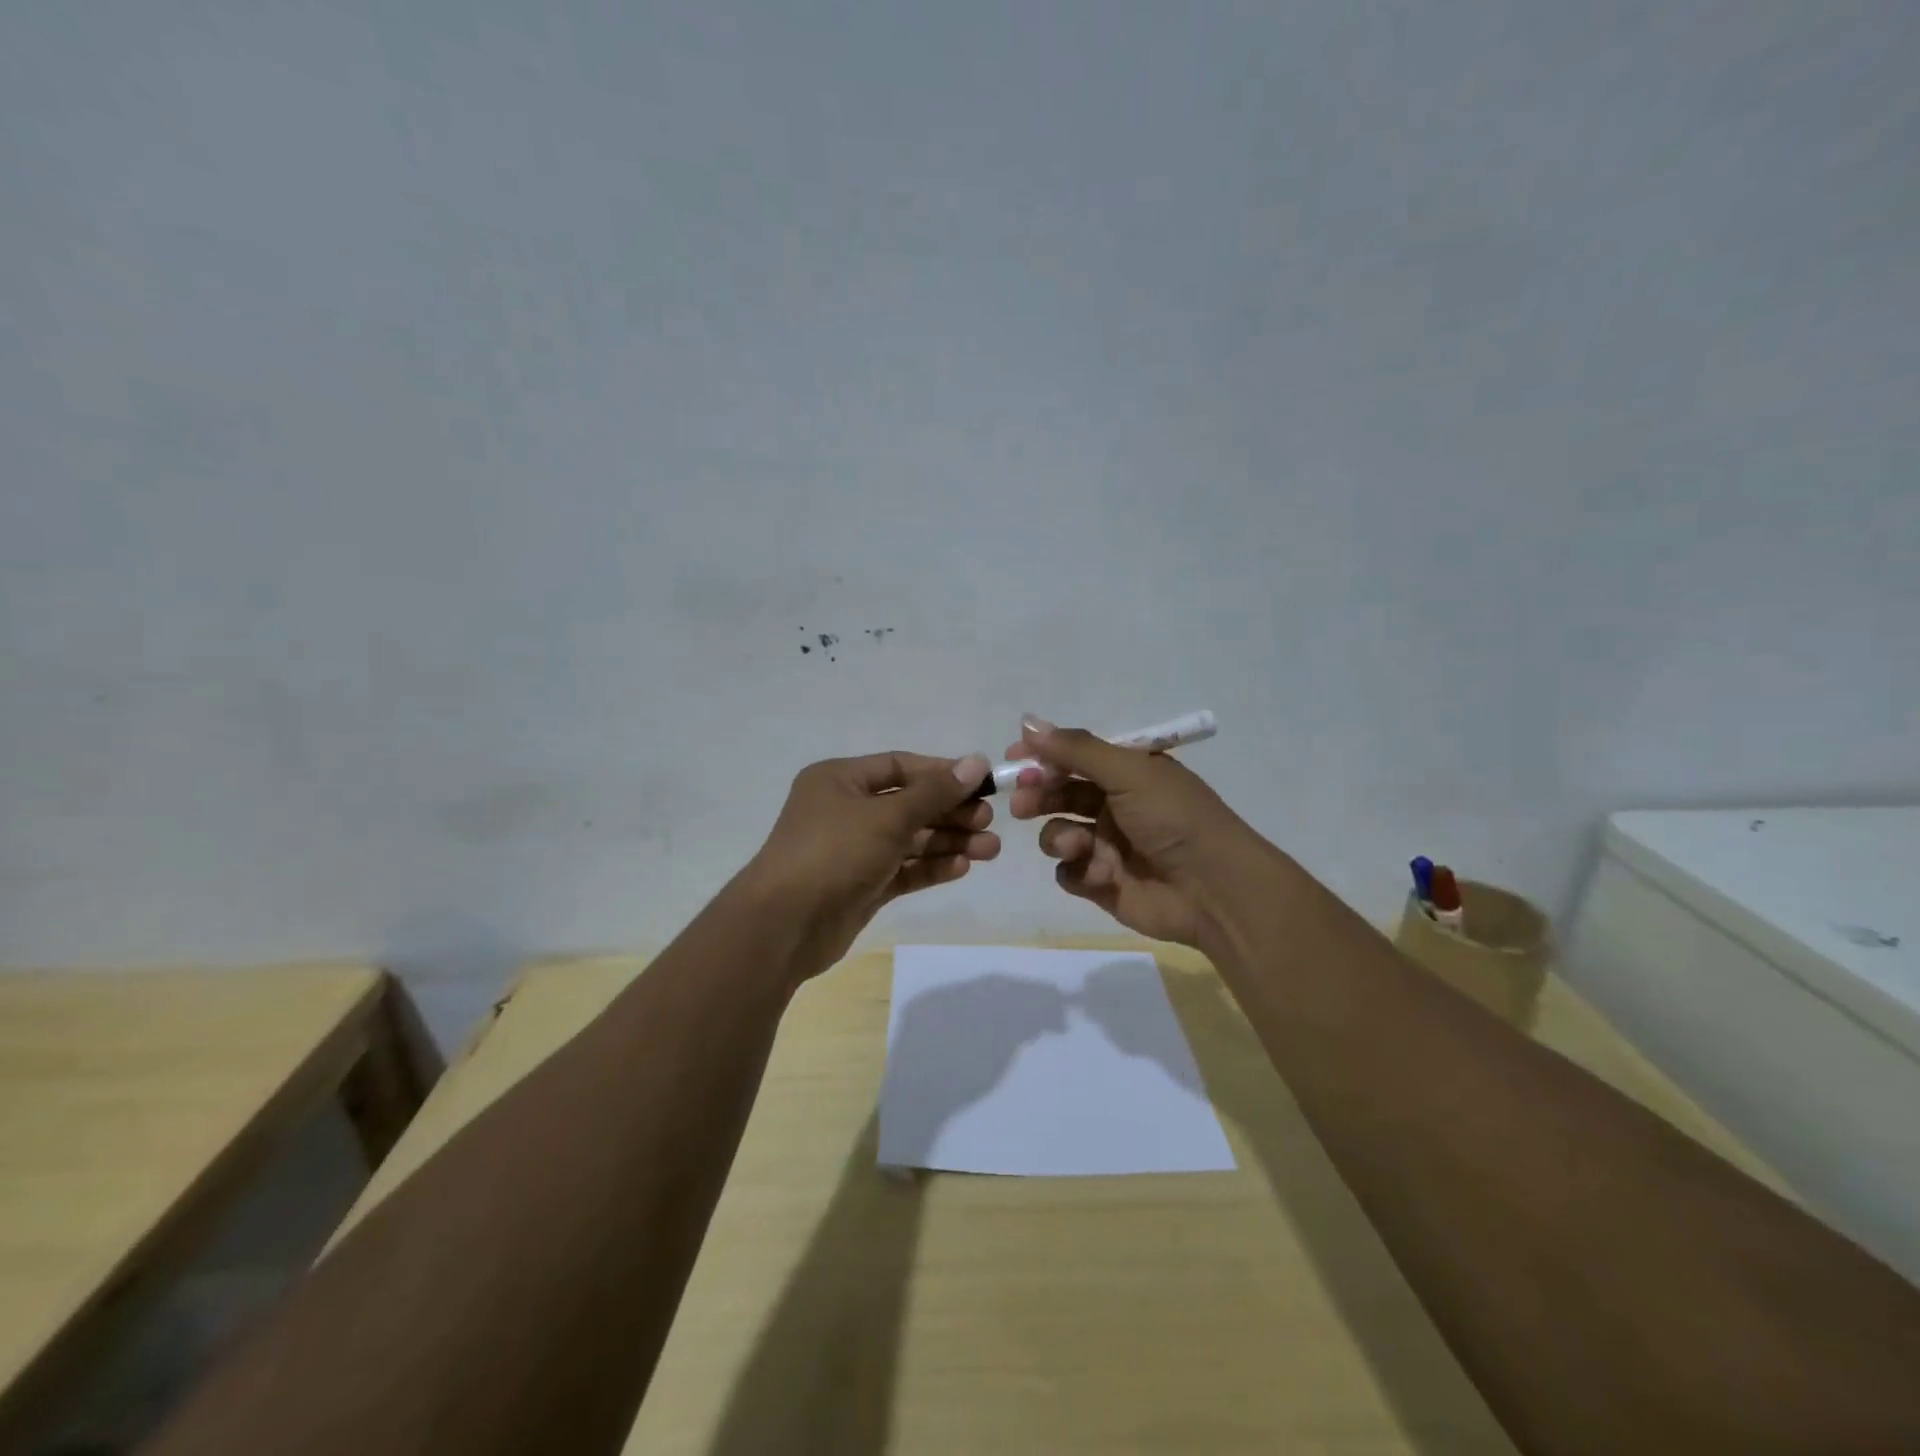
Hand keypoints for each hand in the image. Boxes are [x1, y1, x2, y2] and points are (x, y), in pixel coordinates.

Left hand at [743, 751, 997, 976]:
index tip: (982, 783)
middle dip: (951, 812)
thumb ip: (934, 792)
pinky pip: (903, 868)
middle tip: (989, 821)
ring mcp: (854, 849)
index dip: (942, 773)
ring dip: (948, 842)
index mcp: (841, 780)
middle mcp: (846, 809)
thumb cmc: (834, 853)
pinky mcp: (862, 884)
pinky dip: (930, 867)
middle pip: (909, 804)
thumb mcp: (888, 816)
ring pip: (910, 839)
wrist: (785, 926)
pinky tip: (962, 868)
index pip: (900, 766)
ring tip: (990, 850)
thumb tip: (976, 762)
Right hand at [1005, 717, 1258, 946]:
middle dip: (1039, 795)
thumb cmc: (1174, 818)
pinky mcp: (1102, 883)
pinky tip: (1100, 874)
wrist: (1213, 889)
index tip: (1014, 756)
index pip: (1075, 756)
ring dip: (1059, 837)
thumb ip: (1075, 749)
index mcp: (1128, 772)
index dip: (1044, 755)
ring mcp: (1107, 845)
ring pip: (1058, 833)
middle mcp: (1115, 804)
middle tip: (1022, 801)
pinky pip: (1069, 872)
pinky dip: (1078, 870)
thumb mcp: (1128, 772)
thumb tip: (1026, 721)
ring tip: (1077, 845)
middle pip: (1060, 793)